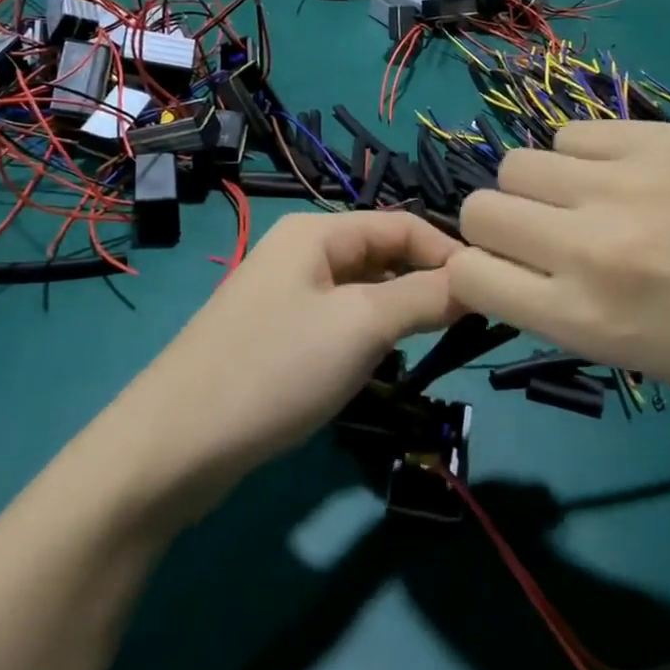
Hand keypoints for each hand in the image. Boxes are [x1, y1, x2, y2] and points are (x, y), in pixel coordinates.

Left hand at [118, 211, 461, 501]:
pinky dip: (369, 335)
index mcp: (316, 231)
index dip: (449, 253)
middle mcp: (299, 253)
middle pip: (381, 254)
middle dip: (427, 282)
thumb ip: (424, 297)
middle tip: (470, 324)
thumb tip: (478, 278)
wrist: (176, 444)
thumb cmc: (277, 368)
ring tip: (436, 343)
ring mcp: (283, 296)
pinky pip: (337, 321)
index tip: (492, 294)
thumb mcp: (362, 326)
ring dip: (400, 311)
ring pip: (361, 291)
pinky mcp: (275, 337)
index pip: (402, 224)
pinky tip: (382, 363)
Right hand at [450, 121, 669, 413]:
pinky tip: (624, 176)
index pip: (469, 273)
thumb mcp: (645, 361)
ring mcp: (626, 183)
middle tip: (544, 239)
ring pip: (518, 162)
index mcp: (587, 320)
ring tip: (585, 201)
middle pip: (479, 208)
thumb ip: (565, 312)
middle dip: (497, 228)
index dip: (473, 272)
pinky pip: (575, 133)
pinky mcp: (661, 138)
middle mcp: (591, 246)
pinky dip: (583, 156)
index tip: (503, 274)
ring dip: (537, 187)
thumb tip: (512, 267)